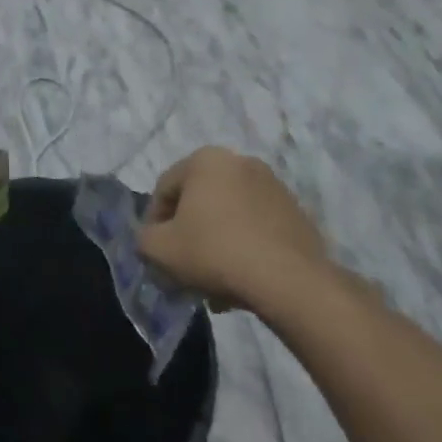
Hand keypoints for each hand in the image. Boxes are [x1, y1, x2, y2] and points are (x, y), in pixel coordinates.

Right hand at [138, 147, 326, 307]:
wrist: (288, 280)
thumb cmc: (215, 252)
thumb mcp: (160, 249)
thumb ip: (144, 238)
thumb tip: (152, 238)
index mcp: (205, 160)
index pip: (165, 189)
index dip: (154, 222)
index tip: (156, 252)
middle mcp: (240, 162)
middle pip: (199, 201)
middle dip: (188, 233)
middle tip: (183, 266)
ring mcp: (273, 186)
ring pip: (229, 215)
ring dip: (216, 241)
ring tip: (213, 281)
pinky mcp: (296, 212)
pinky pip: (257, 226)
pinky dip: (244, 246)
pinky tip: (241, 278)